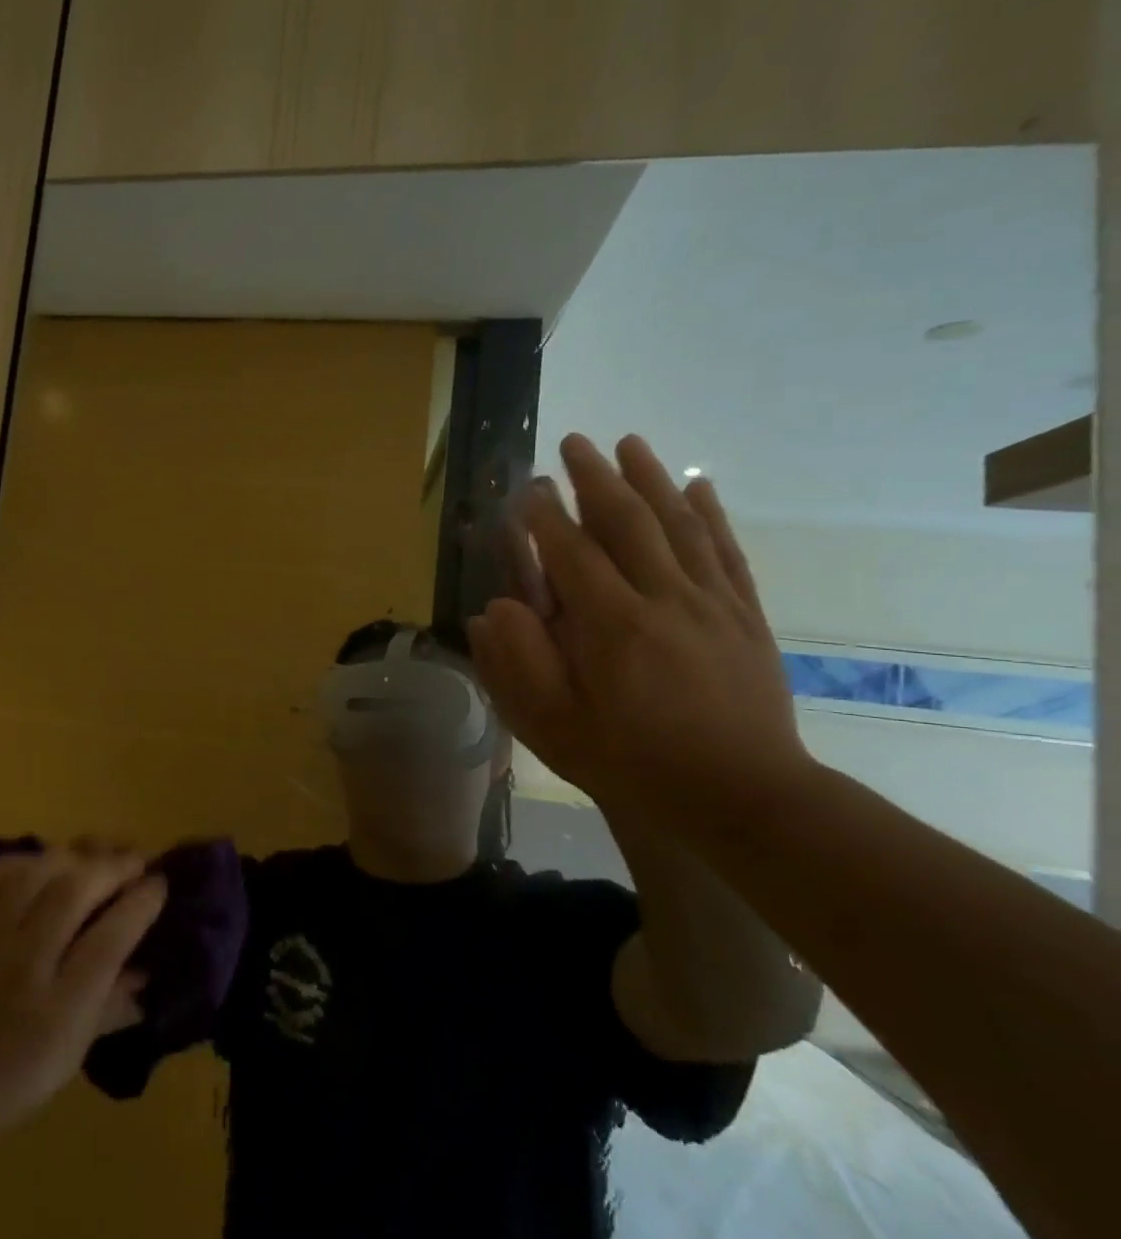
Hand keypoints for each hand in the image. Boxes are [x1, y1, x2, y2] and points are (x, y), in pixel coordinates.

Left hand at [0, 848, 165, 1149]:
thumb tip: (148, 970)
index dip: (140, 904)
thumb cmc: (12, 1079)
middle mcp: (26, 960)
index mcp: (60, 1004)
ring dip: (74, 855)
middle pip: (75, 891)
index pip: (110, 938)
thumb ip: (112, 1006)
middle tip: (136, 858)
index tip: (161, 883)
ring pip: (36, 873)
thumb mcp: (72, 1055)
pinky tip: (41, 861)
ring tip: (97, 852)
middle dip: (113, 867)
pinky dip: (21, 859)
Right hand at [469, 433, 813, 831]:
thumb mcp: (553, 725)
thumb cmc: (630, 761)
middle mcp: (662, 599)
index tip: (526, 488)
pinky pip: (725, 552)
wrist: (739, 795)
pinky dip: (710, 514)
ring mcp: (710, 604)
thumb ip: (518, 663)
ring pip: (679, 525)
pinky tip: (698, 487)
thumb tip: (494, 610)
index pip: (571, 553)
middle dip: (596, 478)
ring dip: (652, 479)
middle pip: (628, 522)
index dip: (544, 517)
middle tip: (574, 442)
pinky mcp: (744, 616)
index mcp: (610, 625)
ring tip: (630, 443)